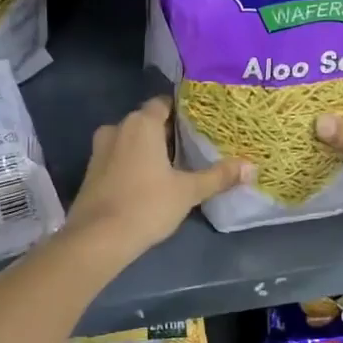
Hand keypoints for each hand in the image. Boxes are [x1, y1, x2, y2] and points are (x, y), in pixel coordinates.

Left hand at [65, 97, 247, 261]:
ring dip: (148, 150)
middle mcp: (117, 128)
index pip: (163, 103)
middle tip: (193, 147)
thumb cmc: (146, 205)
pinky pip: (118, 158)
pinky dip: (133, 164)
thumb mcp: (188, 191)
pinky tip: (149, 183)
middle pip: (147, 122)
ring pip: (131, 141)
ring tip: (174, 166)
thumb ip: (218, 176)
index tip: (200, 123)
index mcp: (141, 124)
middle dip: (167, 133)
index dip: (181, 111)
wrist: (97, 239)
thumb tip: (251, 167)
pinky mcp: (91, 172)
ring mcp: (99, 150)